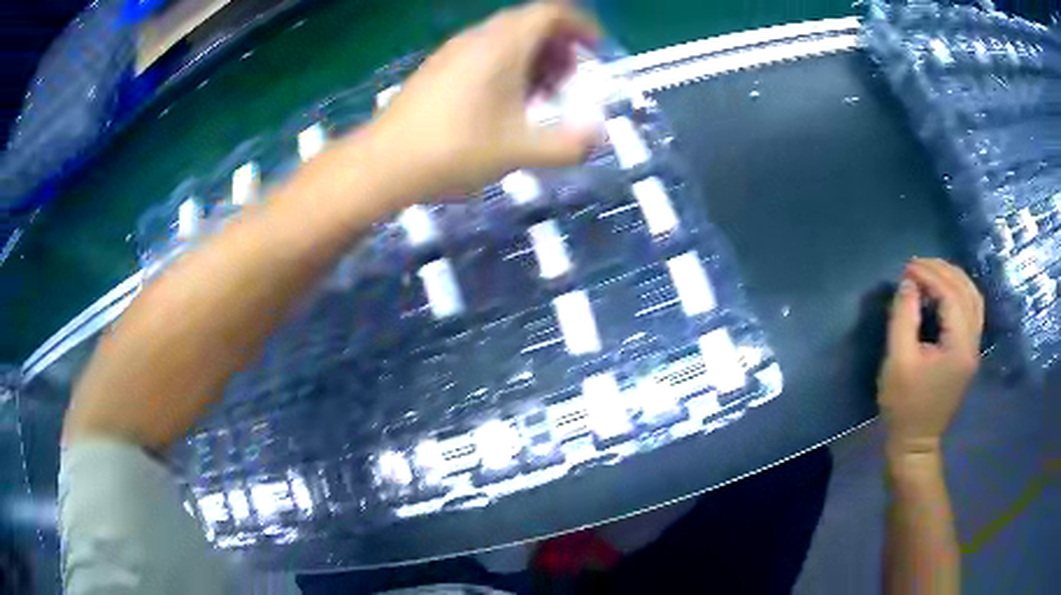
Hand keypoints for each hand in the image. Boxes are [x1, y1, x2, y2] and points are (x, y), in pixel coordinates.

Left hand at [365, 1, 600, 198]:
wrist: (384, 163)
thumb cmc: (455, 150)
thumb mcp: (519, 151)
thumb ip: (567, 145)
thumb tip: (597, 138)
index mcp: (503, 45)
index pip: (551, 12)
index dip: (580, 25)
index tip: (596, 50)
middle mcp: (478, 38)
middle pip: (529, 22)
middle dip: (558, 46)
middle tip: (568, 81)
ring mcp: (453, 50)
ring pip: (505, 37)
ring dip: (532, 57)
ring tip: (538, 96)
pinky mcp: (437, 67)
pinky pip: (482, 50)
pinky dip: (505, 64)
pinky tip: (502, 102)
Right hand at [878, 258, 983, 457]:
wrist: (915, 443)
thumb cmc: (904, 406)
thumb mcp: (897, 361)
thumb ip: (903, 318)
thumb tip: (908, 284)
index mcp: (959, 346)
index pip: (951, 295)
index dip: (930, 275)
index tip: (906, 268)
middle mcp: (973, 343)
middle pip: (966, 291)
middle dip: (942, 270)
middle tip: (916, 265)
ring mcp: (974, 349)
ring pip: (973, 298)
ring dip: (953, 278)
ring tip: (930, 272)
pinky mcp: (969, 353)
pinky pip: (971, 311)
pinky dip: (959, 293)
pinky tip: (943, 292)